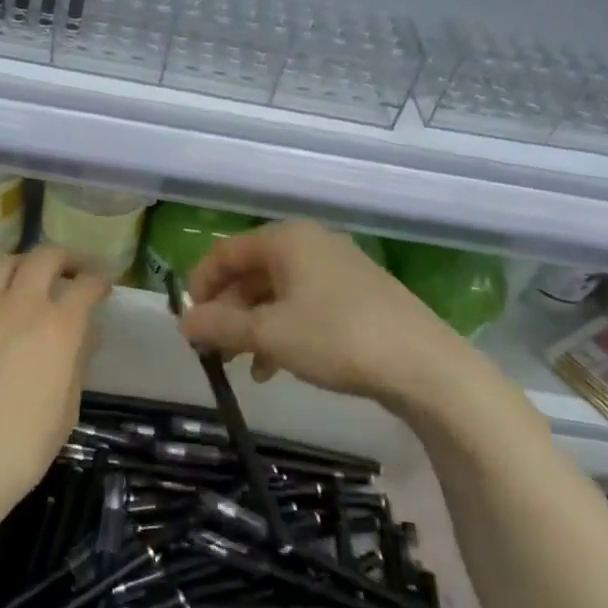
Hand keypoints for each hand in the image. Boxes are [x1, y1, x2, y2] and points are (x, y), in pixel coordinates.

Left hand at [0, 245, 110, 524]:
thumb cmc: (18, 449)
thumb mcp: (65, 410)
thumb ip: (76, 361)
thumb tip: (85, 332)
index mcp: (57, 327)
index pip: (85, 286)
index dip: (98, 281)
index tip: (102, 285)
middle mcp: (19, 304)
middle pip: (45, 257)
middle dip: (64, 259)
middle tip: (70, 271)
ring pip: (5, 263)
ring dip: (25, 266)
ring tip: (29, 281)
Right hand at [179, 220, 463, 412]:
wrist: (424, 366)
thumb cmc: (336, 338)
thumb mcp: (269, 334)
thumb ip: (220, 325)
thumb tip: (183, 323)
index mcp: (286, 239)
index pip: (225, 252)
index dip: (200, 285)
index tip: (187, 322)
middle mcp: (310, 244)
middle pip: (251, 272)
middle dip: (227, 311)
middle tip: (212, 349)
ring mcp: (337, 269)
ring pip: (277, 293)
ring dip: (252, 327)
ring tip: (243, 366)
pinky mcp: (357, 295)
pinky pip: (304, 306)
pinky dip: (282, 331)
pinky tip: (276, 368)